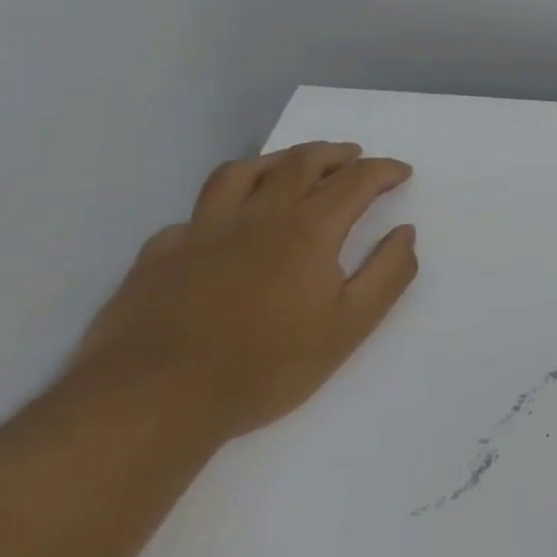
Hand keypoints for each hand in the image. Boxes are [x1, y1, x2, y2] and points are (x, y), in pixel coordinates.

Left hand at [72, 142, 418, 441]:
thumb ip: (388, 273)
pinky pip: (194, 214)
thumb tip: (404, 233)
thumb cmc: (266, 365)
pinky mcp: (158, 255)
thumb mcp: (351, 326)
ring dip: (277, 161)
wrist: (151, 403)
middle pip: (300, 162)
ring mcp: (202, 231)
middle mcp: (258, 216)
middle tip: (354, 157)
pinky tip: (224, 226)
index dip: (384, 170)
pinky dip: (221, 208)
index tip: (401, 173)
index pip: (356, 180)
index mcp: (308, 229)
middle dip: (335, 154)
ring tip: (291, 167)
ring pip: (242, 172)